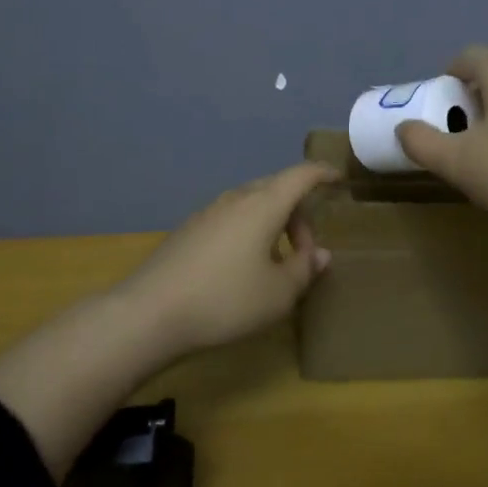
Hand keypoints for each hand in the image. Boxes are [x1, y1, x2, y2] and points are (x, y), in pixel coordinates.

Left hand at [125, 162, 339, 352]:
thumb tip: (320, 254)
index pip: (300, 176)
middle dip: (298, 213)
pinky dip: (249, 232)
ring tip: (276, 263)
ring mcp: (209, 212)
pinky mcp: (189, 230)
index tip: (337, 178)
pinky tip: (243, 269)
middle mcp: (236, 199)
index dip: (322, 173)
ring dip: (272, 225)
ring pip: (252, 205)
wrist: (150, 313)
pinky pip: (231, 219)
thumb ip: (304, 270)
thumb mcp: (278, 293)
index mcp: (263, 205)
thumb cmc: (225, 300)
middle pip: (276, 190)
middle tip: (306, 251)